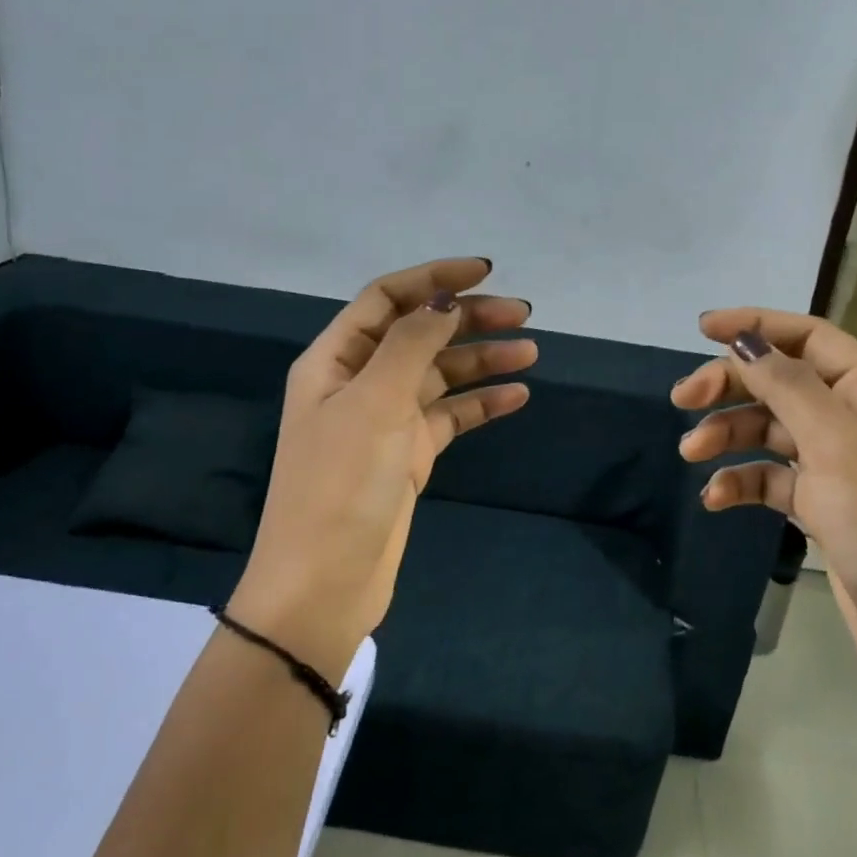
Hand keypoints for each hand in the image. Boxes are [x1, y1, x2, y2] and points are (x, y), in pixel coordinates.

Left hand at [229, 258, 534, 678]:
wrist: (325, 583)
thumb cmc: (341, 484)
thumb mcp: (374, 403)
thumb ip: (411, 344)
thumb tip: (445, 299)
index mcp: (335, 359)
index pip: (387, 299)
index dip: (434, 278)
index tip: (486, 272)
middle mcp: (359, 382)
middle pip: (420, 333)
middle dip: (469, 319)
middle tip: (523, 315)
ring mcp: (385, 420)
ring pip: (440, 375)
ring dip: (483, 360)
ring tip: (531, 352)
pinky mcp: (408, 455)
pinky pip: (450, 416)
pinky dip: (482, 404)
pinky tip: (518, 396)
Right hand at [672, 309, 856, 694]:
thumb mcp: (836, 446)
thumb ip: (787, 386)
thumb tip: (744, 340)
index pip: (811, 340)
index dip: (757, 326)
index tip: (702, 329)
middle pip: (783, 384)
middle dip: (731, 387)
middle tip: (682, 401)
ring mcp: (842, 467)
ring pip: (772, 431)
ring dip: (729, 436)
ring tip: (691, 454)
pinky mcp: (825, 507)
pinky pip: (774, 478)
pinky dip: (743, 481)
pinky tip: (714, 498)